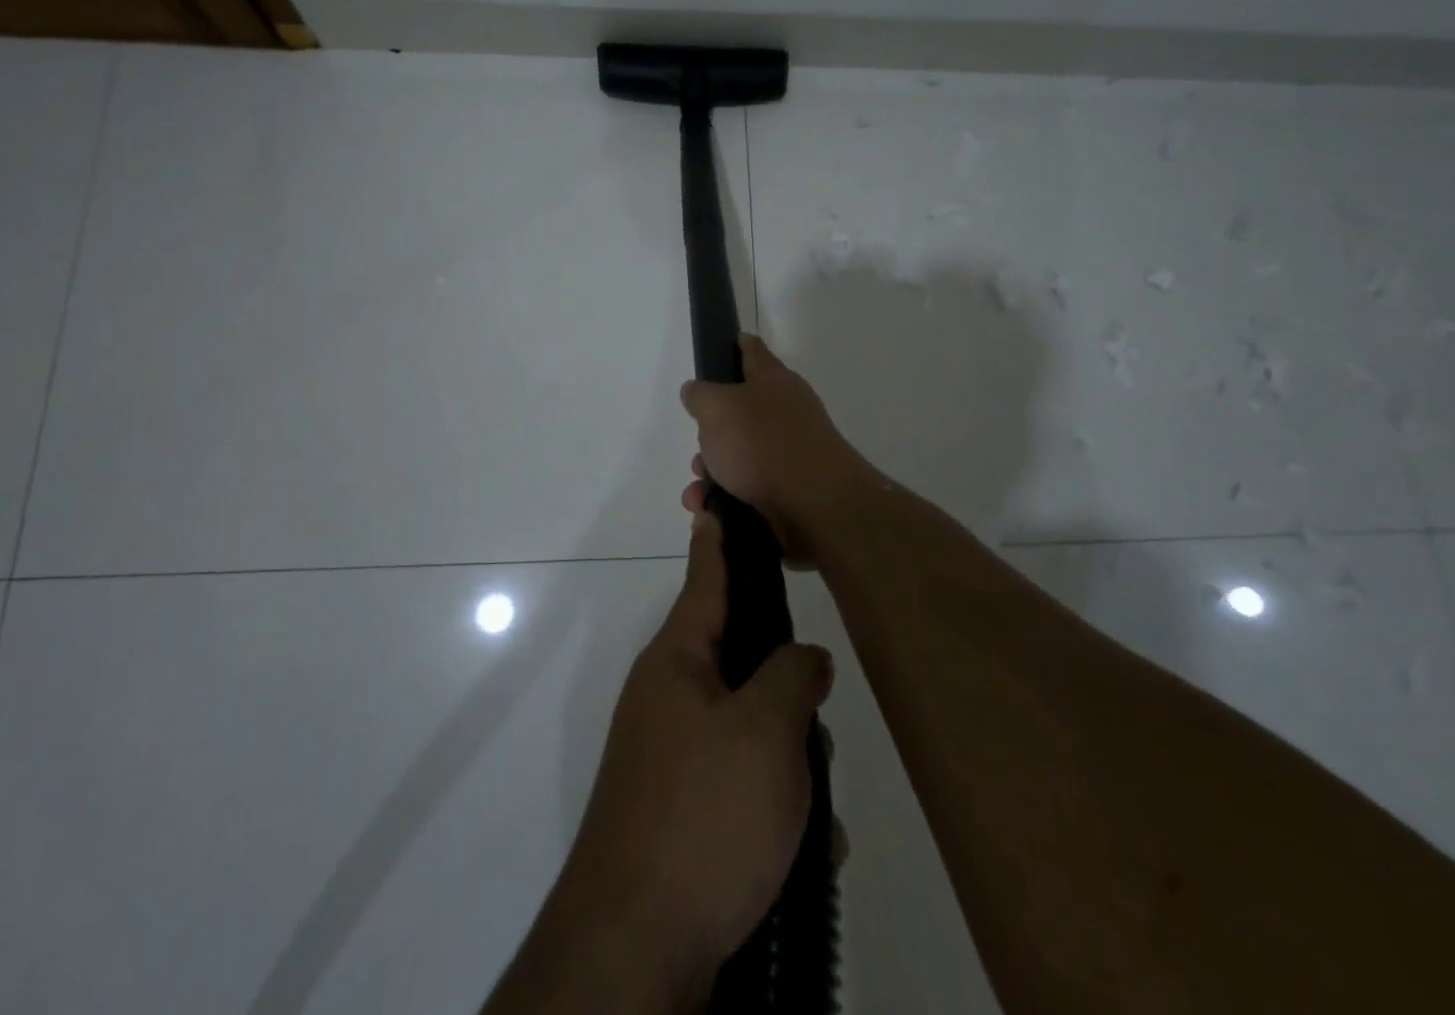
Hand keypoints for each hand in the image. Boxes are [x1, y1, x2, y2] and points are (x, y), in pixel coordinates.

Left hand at [555, 513, 833, 1006]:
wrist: (637, 949)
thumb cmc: (704, 815)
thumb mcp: (766, 732)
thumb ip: (793, 677)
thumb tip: (804, 658)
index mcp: (678, 662)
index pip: (705, 581)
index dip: (717, 541)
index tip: (715, 504)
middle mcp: (669, 699)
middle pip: (740, 661)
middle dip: (786, 689)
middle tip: (816, 722)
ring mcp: (671, 757)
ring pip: (750, 728)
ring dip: (789, 761)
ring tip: (814, 810)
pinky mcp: (681, 811)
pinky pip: (741, 785)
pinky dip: (774, 808)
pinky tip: (803, 849)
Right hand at [679, 334, 875, 559]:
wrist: (816, 504)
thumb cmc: (762, 443)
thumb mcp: (716, 407)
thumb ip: (700, 395)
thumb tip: (697, 392)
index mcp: (772, 380)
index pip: (753, 351)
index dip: (738, 345)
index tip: (728, 344)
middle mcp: (785, 411)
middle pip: (739, 413)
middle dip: (710, 434)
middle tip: (699, 451)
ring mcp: (791, 451)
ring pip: (740, 456)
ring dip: (713, 474)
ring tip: (698, 494)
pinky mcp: (790, 489)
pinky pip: (749, 489)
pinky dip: (727, 499)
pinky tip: (711, 511)